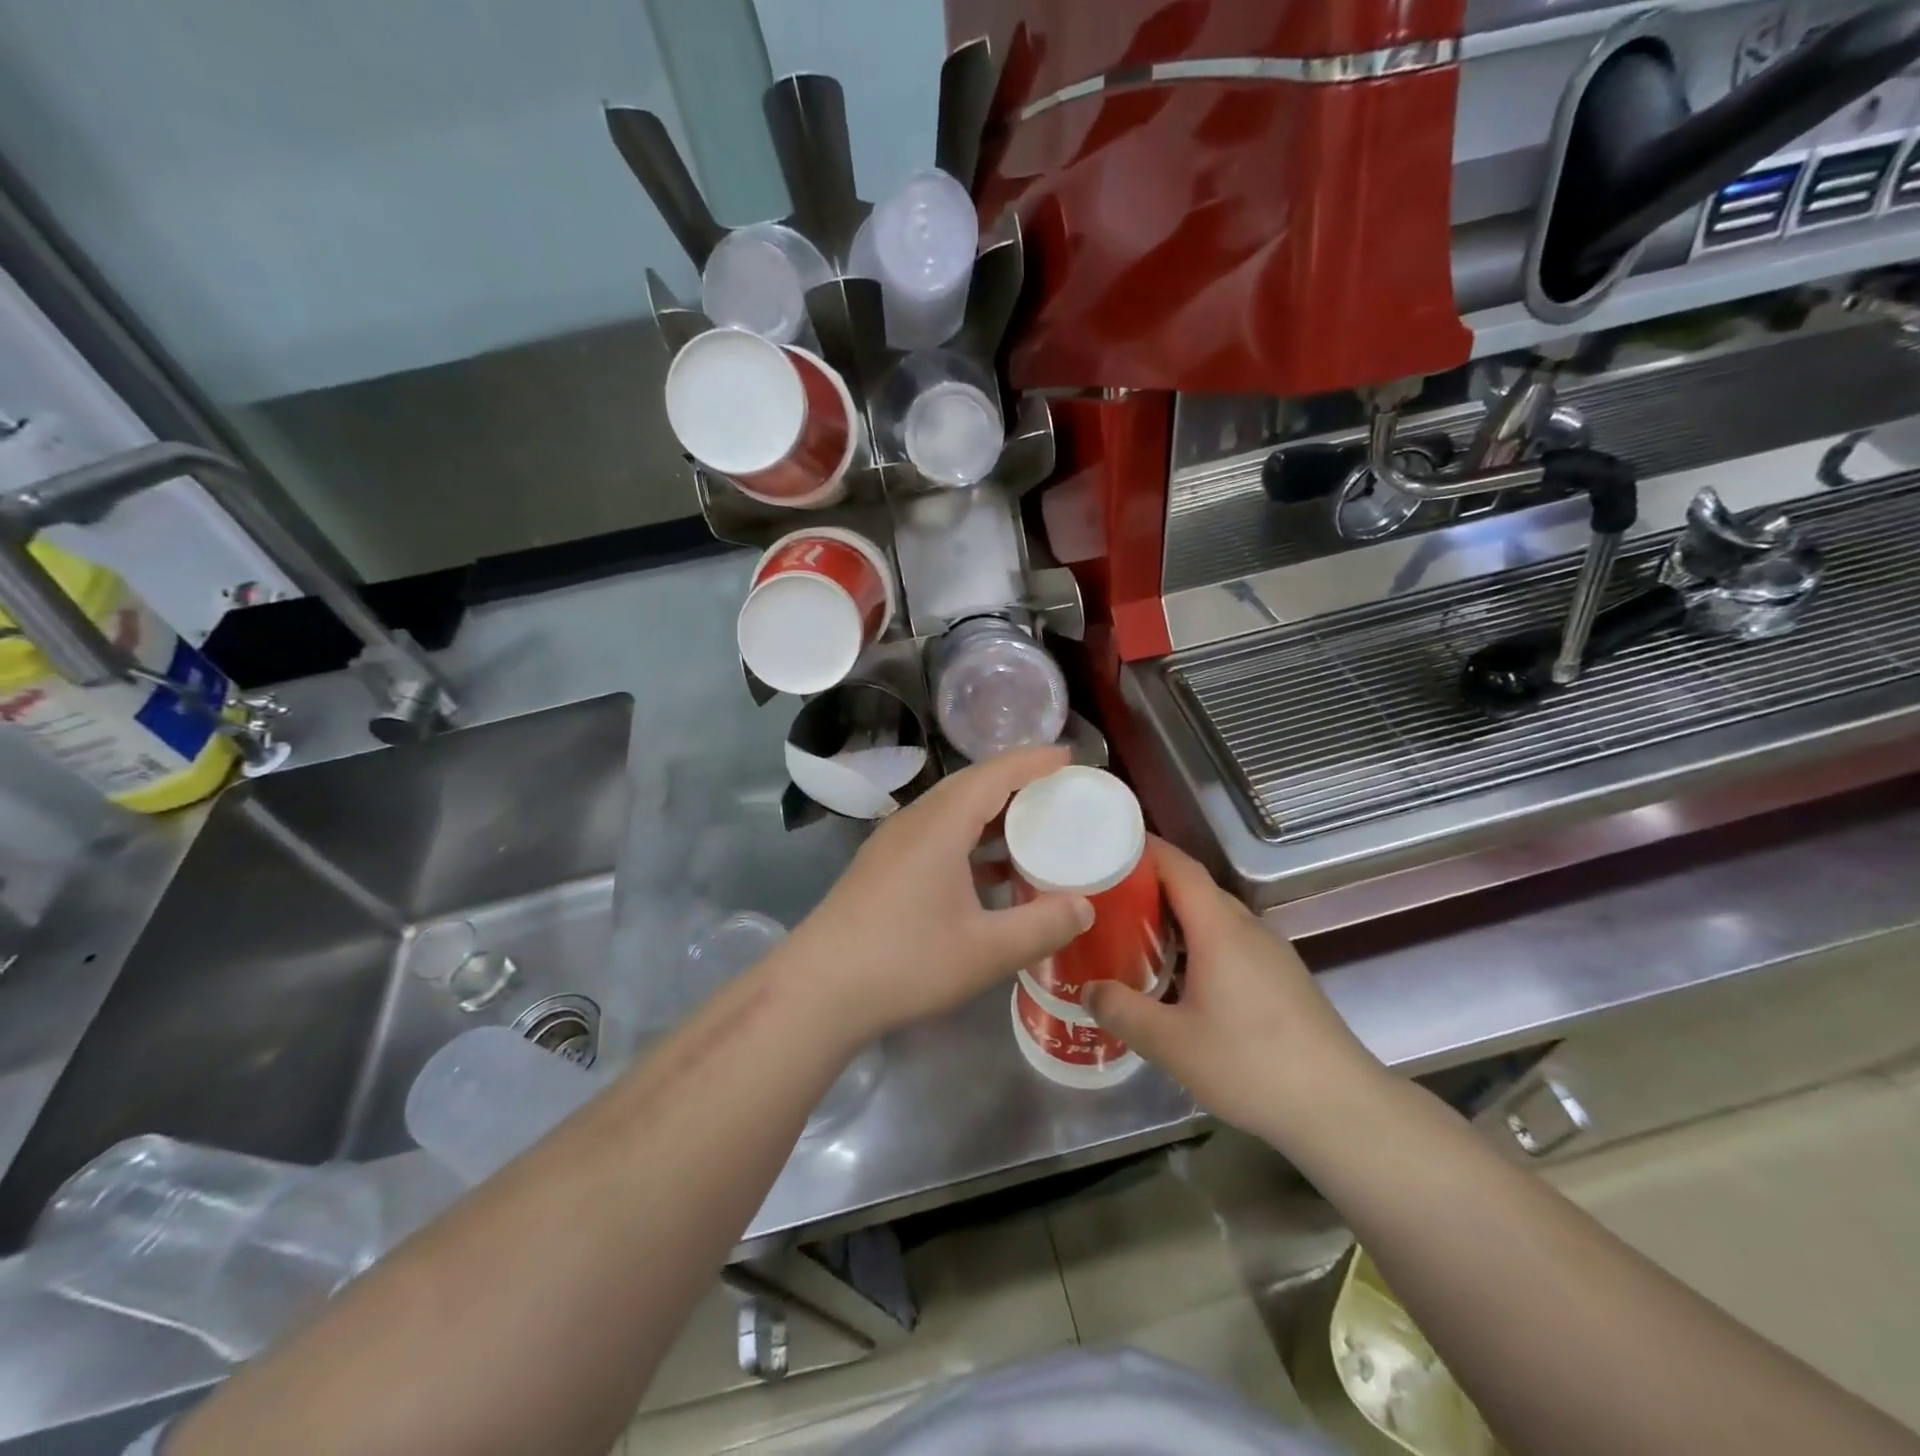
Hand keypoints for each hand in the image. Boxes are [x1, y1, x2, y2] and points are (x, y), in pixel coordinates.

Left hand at [786, 746, 1093, 1044]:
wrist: (818, 990)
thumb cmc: (905, 962)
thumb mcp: (985, 951)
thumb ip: (1041, 926)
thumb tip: (1084, 906)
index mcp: (940, 824)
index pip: (994, 774)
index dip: (1034, 761)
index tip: (1070, 758)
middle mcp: (915, 821)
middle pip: (971, 785)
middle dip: (1016, 782)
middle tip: (1058, 792)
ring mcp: (893, 843)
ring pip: (951, 810)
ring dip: (992, 814)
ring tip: (1032, 831)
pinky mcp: (883, 866)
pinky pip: (936, 834)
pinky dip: (970, 840)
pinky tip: (989, 874)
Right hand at [1085, 838, 1385, 1140]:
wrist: (1341, 1107)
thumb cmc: (1251, 1064)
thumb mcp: (1172, 1043)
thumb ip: (1123, 1011)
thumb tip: (1086, 990)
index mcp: (1219, 928)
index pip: (1179, 866)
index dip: (1144, 849)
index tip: (1106, 846)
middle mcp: (1246, 927)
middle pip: (1194, 888)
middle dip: (1150, 884)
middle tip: (1105, 897)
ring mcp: (1269, 951)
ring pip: (1213, 916)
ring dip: (1173, 916)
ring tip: (1131, 933)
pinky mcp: (1281, 976)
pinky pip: (1229, 940)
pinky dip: (1196, 941)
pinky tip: (1177, 974)